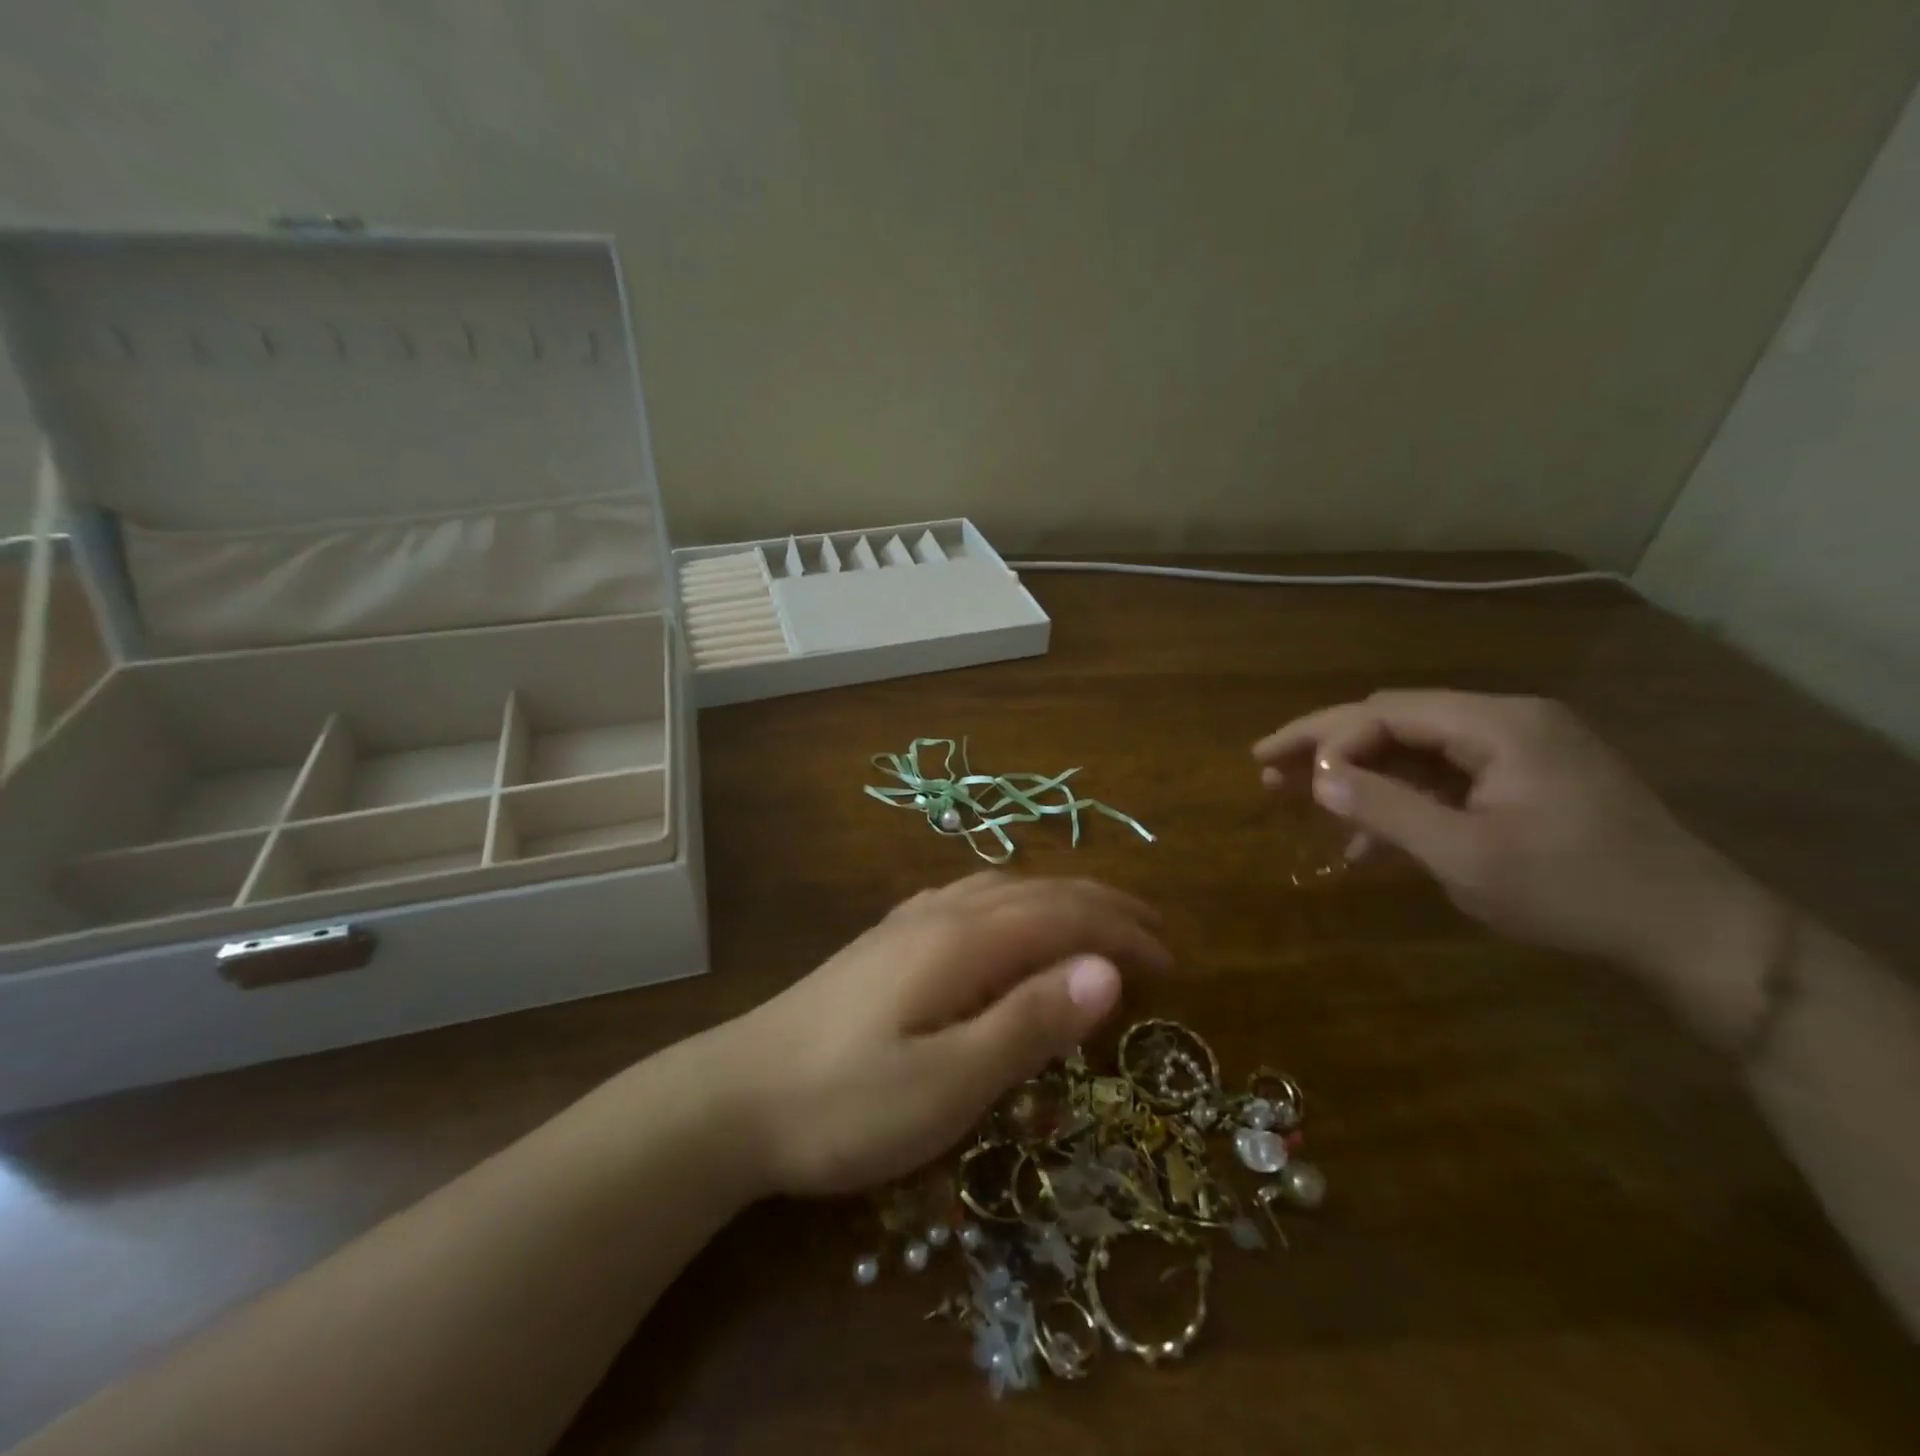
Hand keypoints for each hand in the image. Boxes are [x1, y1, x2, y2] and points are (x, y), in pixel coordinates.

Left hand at [713, 872, 1168, 1197]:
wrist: (733, 1097)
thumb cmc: (845, 1102)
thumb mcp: (949, 1081)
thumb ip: (1030, 1023)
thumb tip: (1108, 971)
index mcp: (963, 940)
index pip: (1064, 917)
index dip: (1123, 934)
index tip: (1172, 962)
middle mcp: (939, 914)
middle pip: (1037, 892)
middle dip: (1102, 907)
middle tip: (1154, 934)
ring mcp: (906, 923)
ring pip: (1001, 889)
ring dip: (1057, 900)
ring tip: (1094, 924)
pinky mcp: (885, 943)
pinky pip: (967, 899)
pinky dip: (1011, 902)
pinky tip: (1003, 922)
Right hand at [1253, 691, 1773, 981]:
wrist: (1693, 933)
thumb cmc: (1574, 891)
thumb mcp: (1465, 855)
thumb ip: (1384, 809)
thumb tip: (1316, 778)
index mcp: (1498, 724)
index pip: (1386, 711)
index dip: (1325, 739)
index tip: (1277, 773)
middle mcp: (1507, 720)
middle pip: (1394, 720)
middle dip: (1327, 746)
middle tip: (1266, 768)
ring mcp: (1520, 749)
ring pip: (1414, 749)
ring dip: (1358, 775)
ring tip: (1299, 798)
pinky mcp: (1526, 780)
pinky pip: (1444, 778)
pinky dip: (1400, 800)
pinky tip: (1365, 840)